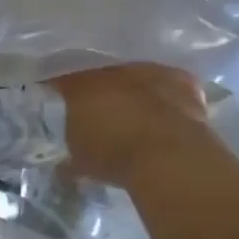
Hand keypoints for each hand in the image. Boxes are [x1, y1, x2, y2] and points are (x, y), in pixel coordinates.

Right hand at [55, 63, 209, 185]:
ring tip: (133, 112)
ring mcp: (148, 71)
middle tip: (97, 109)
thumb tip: (64, 167)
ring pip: (134, 76)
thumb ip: (70, 157)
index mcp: (80, 85)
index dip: (59, 89)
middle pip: (100, 74)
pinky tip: (164, 113)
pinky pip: (167, 84)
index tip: (56, 99)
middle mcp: (112, 71)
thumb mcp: (81, 163)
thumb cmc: (113, 155)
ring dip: (132, 91)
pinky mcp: (182, 80)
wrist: (168, 155)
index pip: (62, 80)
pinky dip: (164, 97)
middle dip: (98, 90)